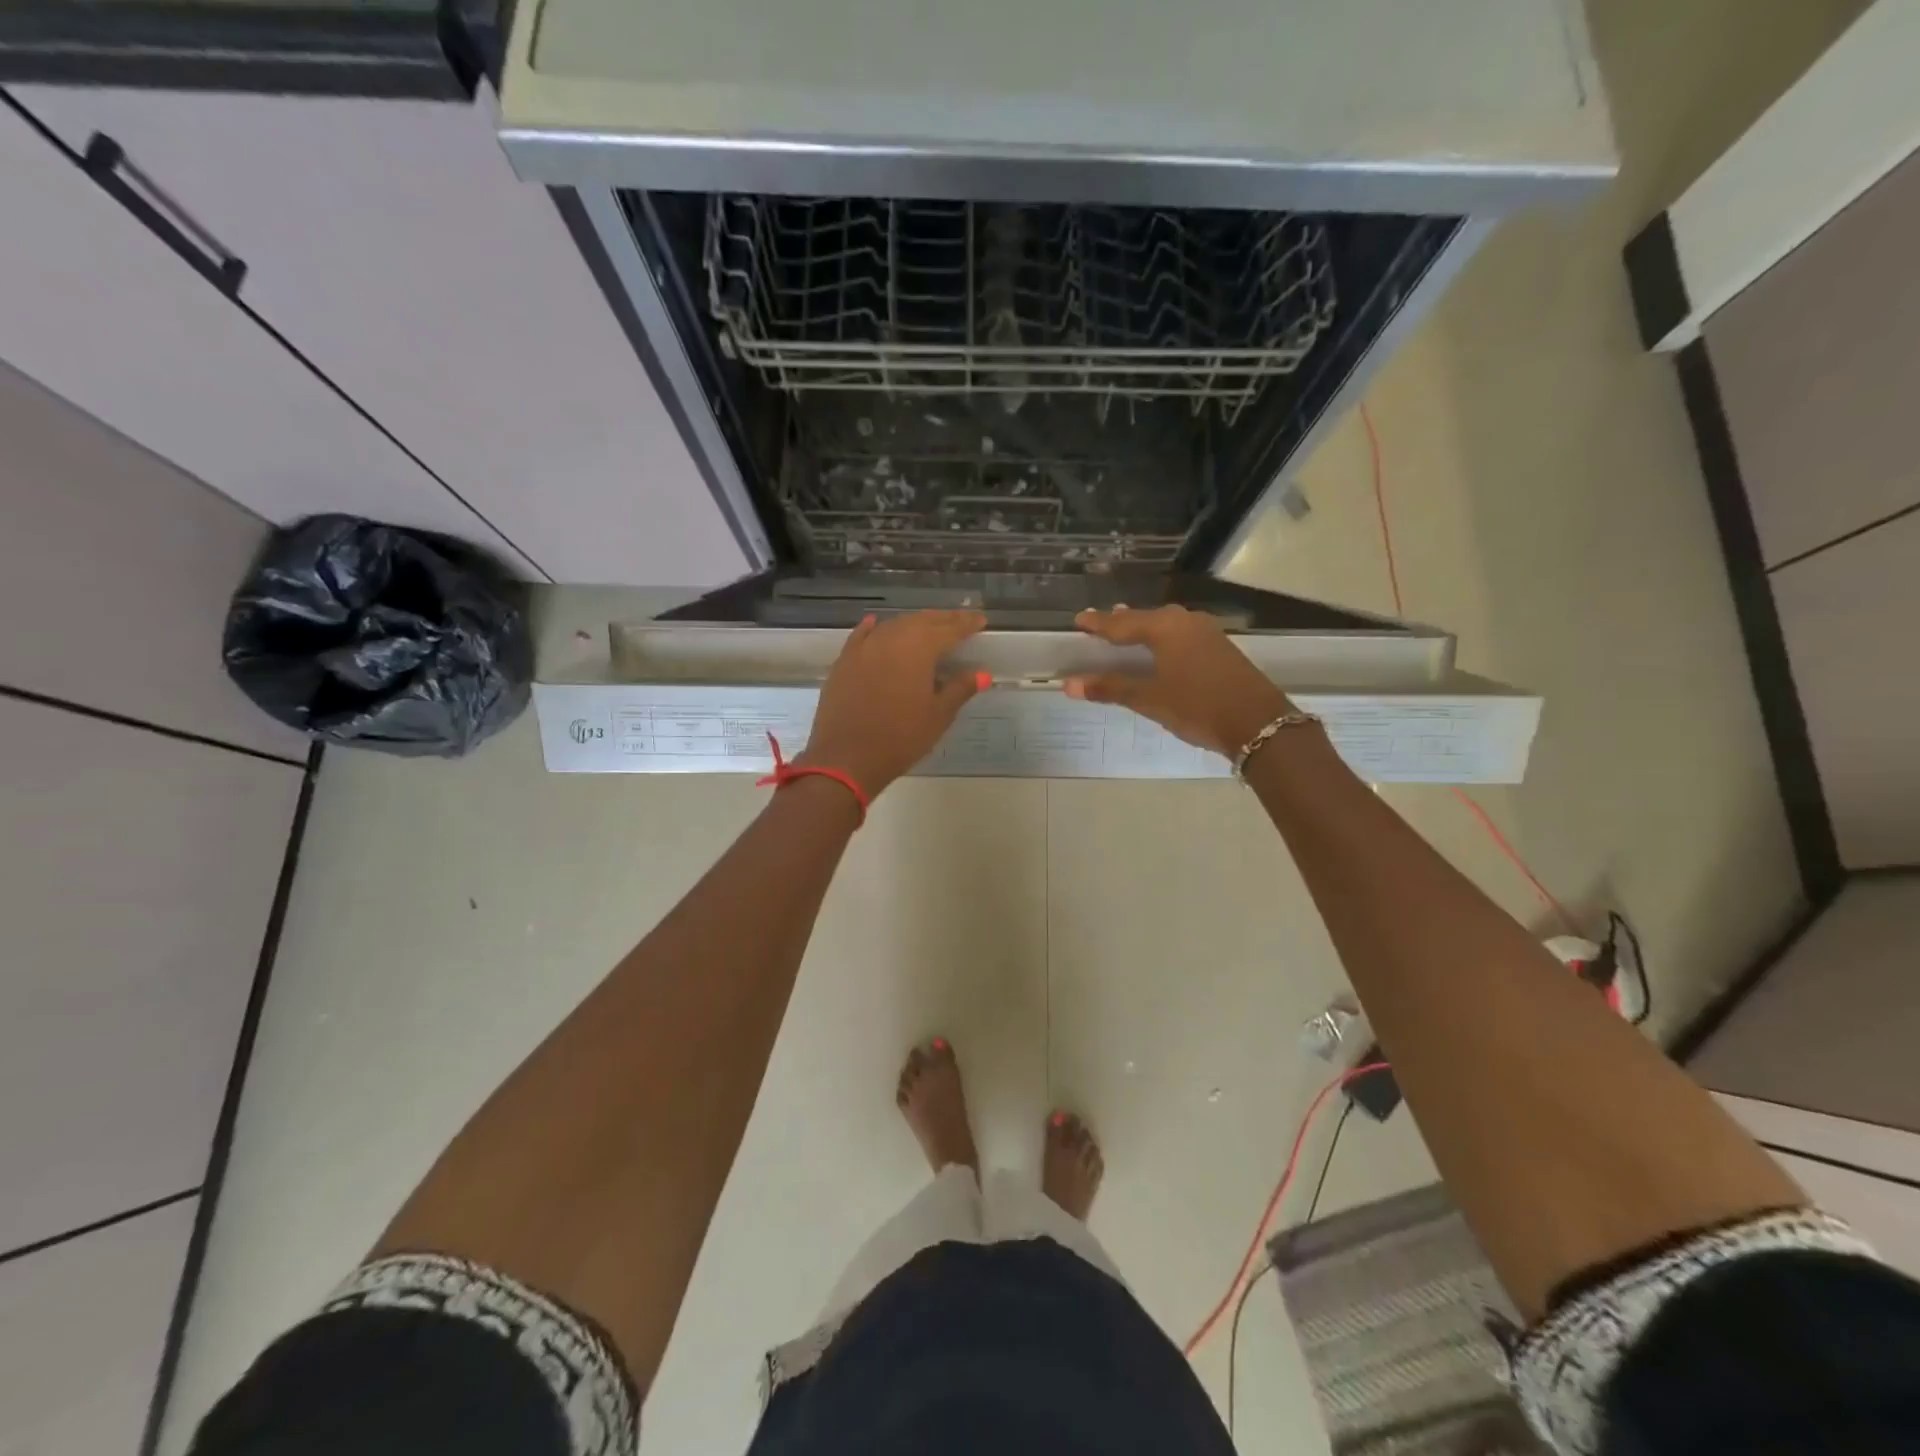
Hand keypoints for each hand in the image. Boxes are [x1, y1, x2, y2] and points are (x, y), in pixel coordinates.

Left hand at [799, 610, 988, 794]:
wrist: (847, 758)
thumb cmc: (901, 738)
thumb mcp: (938, 715)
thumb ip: (960, 689)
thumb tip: (982, 673)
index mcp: (919, 648)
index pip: (949, 628)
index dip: (967, 623)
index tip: (981, 620)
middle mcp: (891, 638)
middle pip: (921, 621)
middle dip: (942, 619)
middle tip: (959, 621)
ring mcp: (864, 648)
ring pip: (893, 625)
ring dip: (913, 623)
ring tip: (928, 627)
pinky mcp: (844, 661)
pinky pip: (862, 636)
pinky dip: (874, 629)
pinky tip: (876, 623)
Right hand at [1064, 605, 1294, 757]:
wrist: (1258, 722)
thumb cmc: (1197, 706)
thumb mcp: (1149, 698)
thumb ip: (1110, 688)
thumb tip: (1068, 684)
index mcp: (1165, 627)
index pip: (1122, 623)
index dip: (1098, 623)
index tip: (1079, 620)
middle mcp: (1186, 621)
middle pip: (1145, 619)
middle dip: (1121, 622)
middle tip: (1099, 623)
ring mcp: (1207, 633)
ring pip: (1166, 625)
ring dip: (1144, 628)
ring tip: (1126, 628)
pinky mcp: (1219, 648)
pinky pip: (1180, 635)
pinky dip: (1162, 638)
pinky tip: (1159, 646)